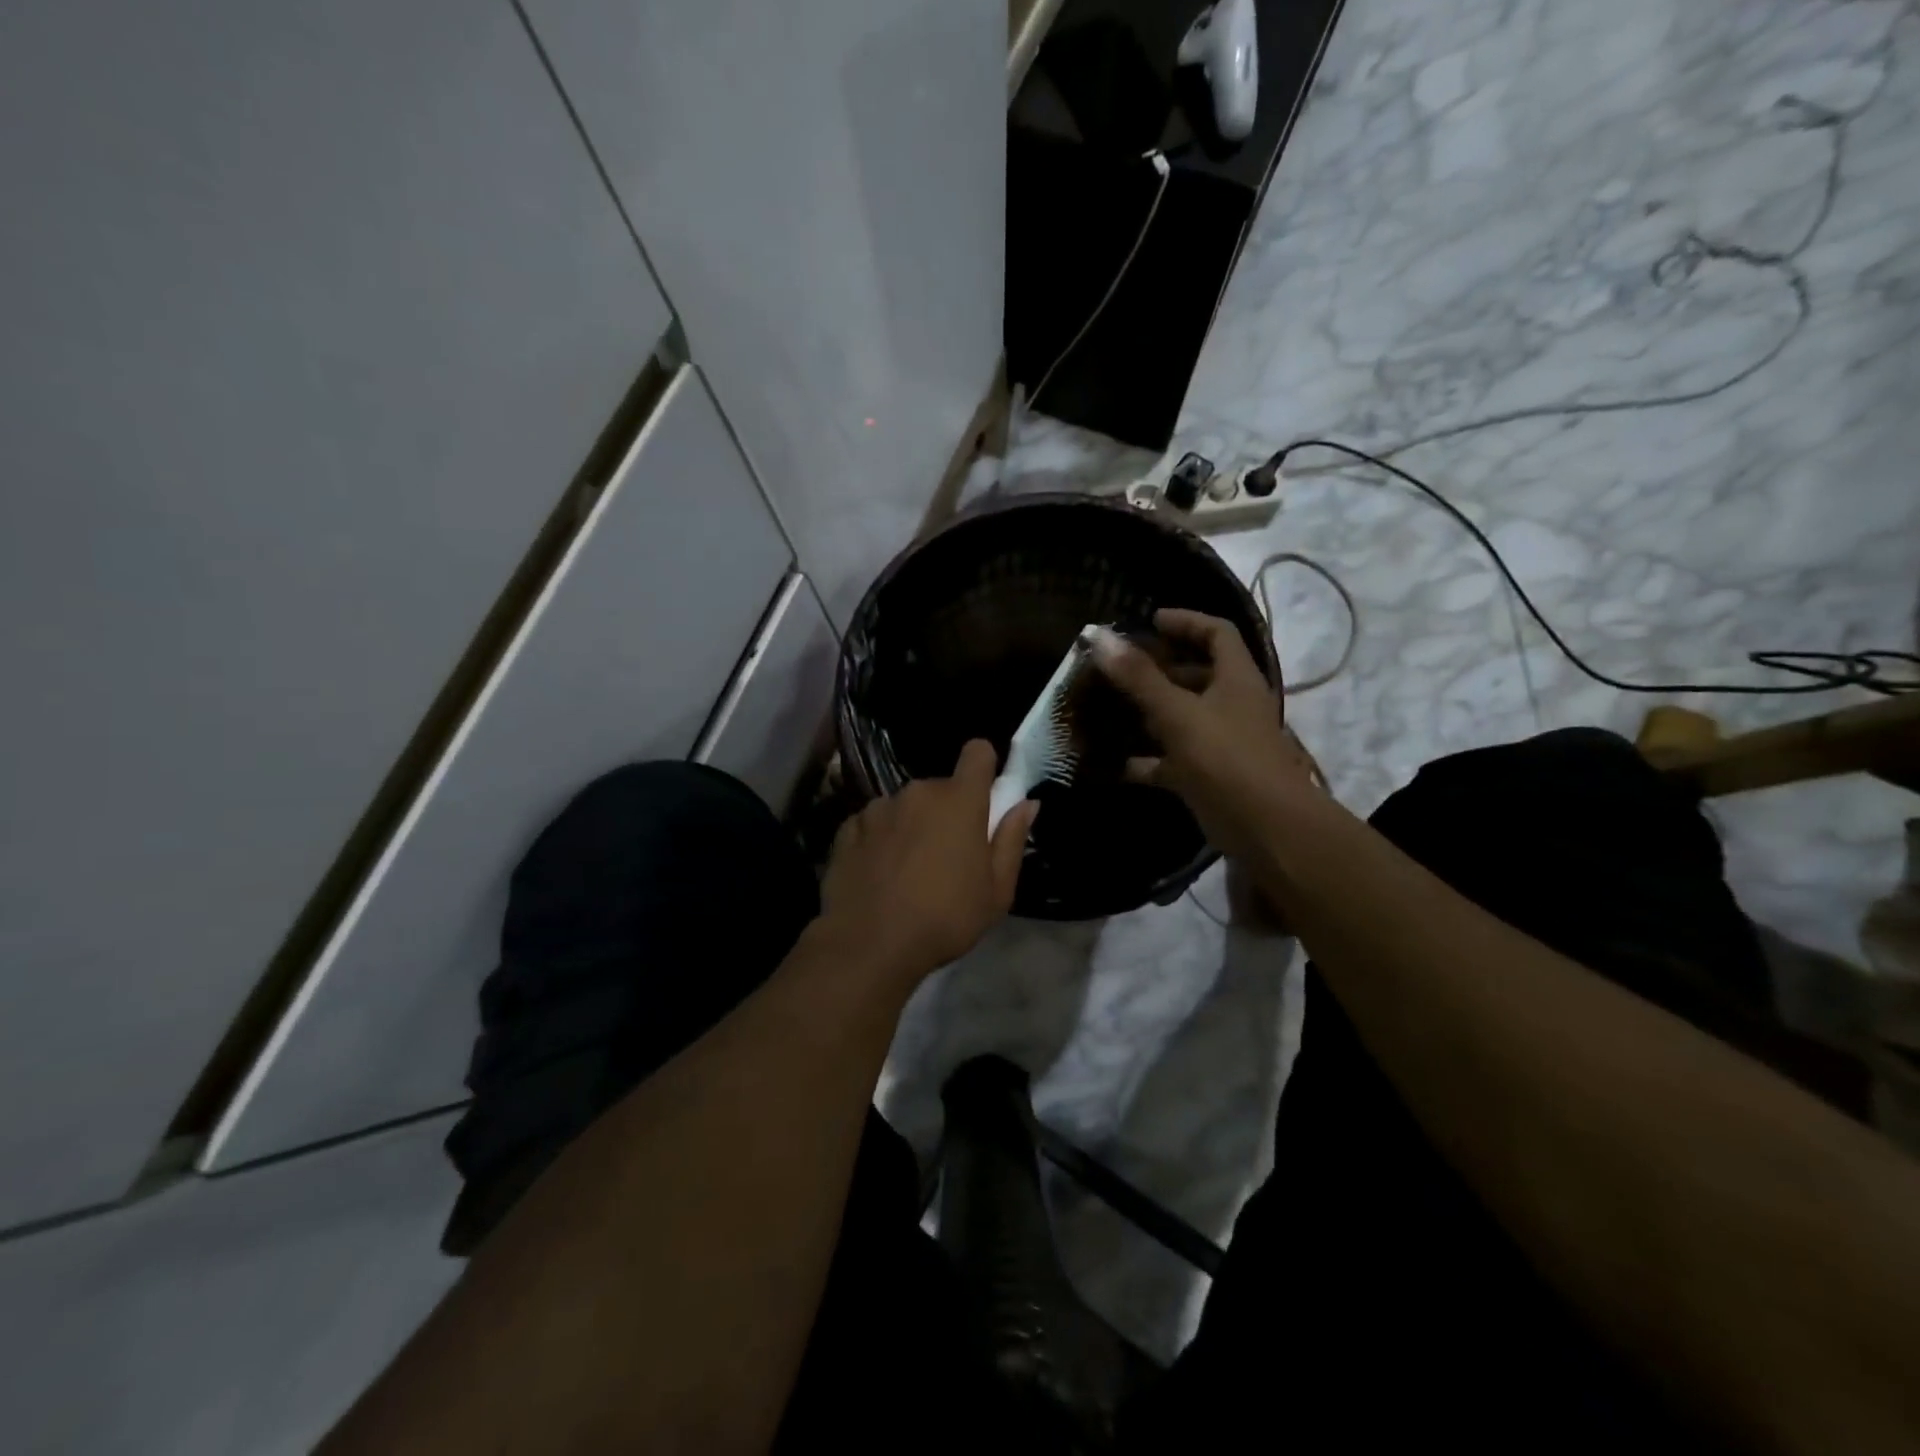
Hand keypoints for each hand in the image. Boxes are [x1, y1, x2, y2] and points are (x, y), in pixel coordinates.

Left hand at [820, 740, 1038, 985]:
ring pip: (905, 806)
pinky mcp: (847, 827)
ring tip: (907, 871)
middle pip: (941, 788)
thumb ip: (1011, 840)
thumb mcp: (996, 891)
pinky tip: (879, 875)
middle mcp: (918, 792)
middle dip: (947, 812)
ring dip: (912, 826)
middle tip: (948, 857)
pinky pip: (874, 823)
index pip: (977, 752)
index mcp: (960, 801)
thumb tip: (1027, 804)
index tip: (984, 795)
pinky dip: (880, 840)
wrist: (868, 945)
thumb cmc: (944, 919)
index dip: (984, 766)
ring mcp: (878, 807)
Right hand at [1090, 609, 1319, 857]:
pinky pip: (1171, 758)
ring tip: (1107, 705)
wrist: (1265, 828)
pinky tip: (1110, 760)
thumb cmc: (1225, 758)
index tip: (1149, 621)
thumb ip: (1138, 677)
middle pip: (1197, 674)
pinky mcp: (1207, 775)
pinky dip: (1144, 758)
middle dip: (1159, 667)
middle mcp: (1232, 705)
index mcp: (1236, 679)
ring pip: (1182, 716)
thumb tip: (1098, 635)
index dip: (1186, 621)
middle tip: (1119, 665)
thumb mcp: (1178, 713)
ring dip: (1148, 711)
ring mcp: (1220, 742)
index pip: (1217, 633)